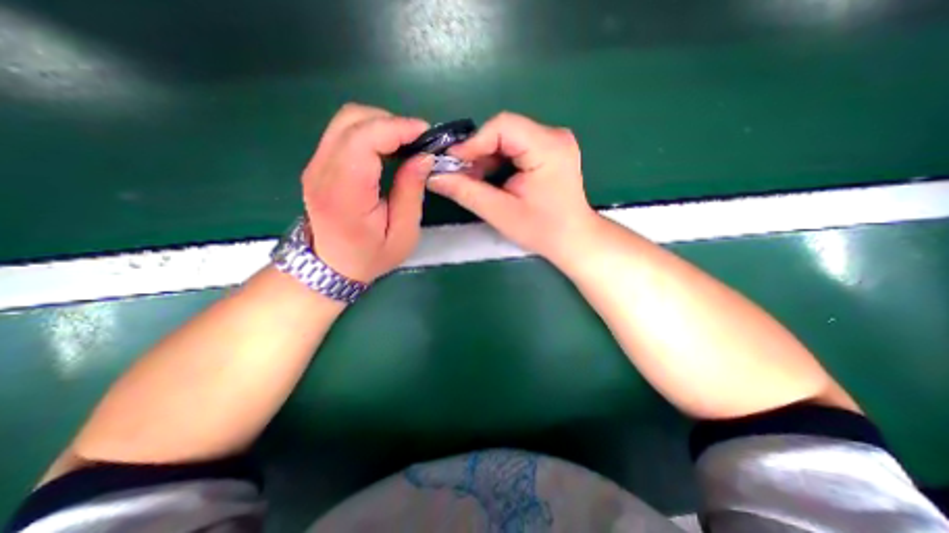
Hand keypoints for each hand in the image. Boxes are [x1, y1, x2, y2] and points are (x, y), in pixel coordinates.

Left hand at [302, 101, 432, 280]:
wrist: (331, 266)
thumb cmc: (371, 256)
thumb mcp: (403, 233)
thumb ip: (411, 192)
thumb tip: (424, 156)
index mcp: (344, 192)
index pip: (363, 139)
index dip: (397, 128)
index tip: (426, 135)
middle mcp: (322, 170)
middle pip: (353, 119)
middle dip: (392, 122)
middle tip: (419, 142)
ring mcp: (315, 164)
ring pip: (347, 120)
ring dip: (382, 125)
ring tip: (406, 145)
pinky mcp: (318, 163)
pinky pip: (344, 133)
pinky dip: (371, 132)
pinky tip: (389, 149)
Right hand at [429, 110, 594, 265]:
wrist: (573, 239)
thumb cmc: (542, 230)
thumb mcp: (501, 213)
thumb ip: (466, 192)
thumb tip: (434, 177)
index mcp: (548, 147)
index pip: (503, 126)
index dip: (473, 142)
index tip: (452, 163)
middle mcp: (554, 135)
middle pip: (504, 131)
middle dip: (477, 152)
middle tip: (458, 174)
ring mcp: (553, 141)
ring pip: (507, 139)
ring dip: (486, 158)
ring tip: (471, 180)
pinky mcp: (549, 150)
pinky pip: (515, 148)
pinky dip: (497, 162)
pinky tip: (488, 179)